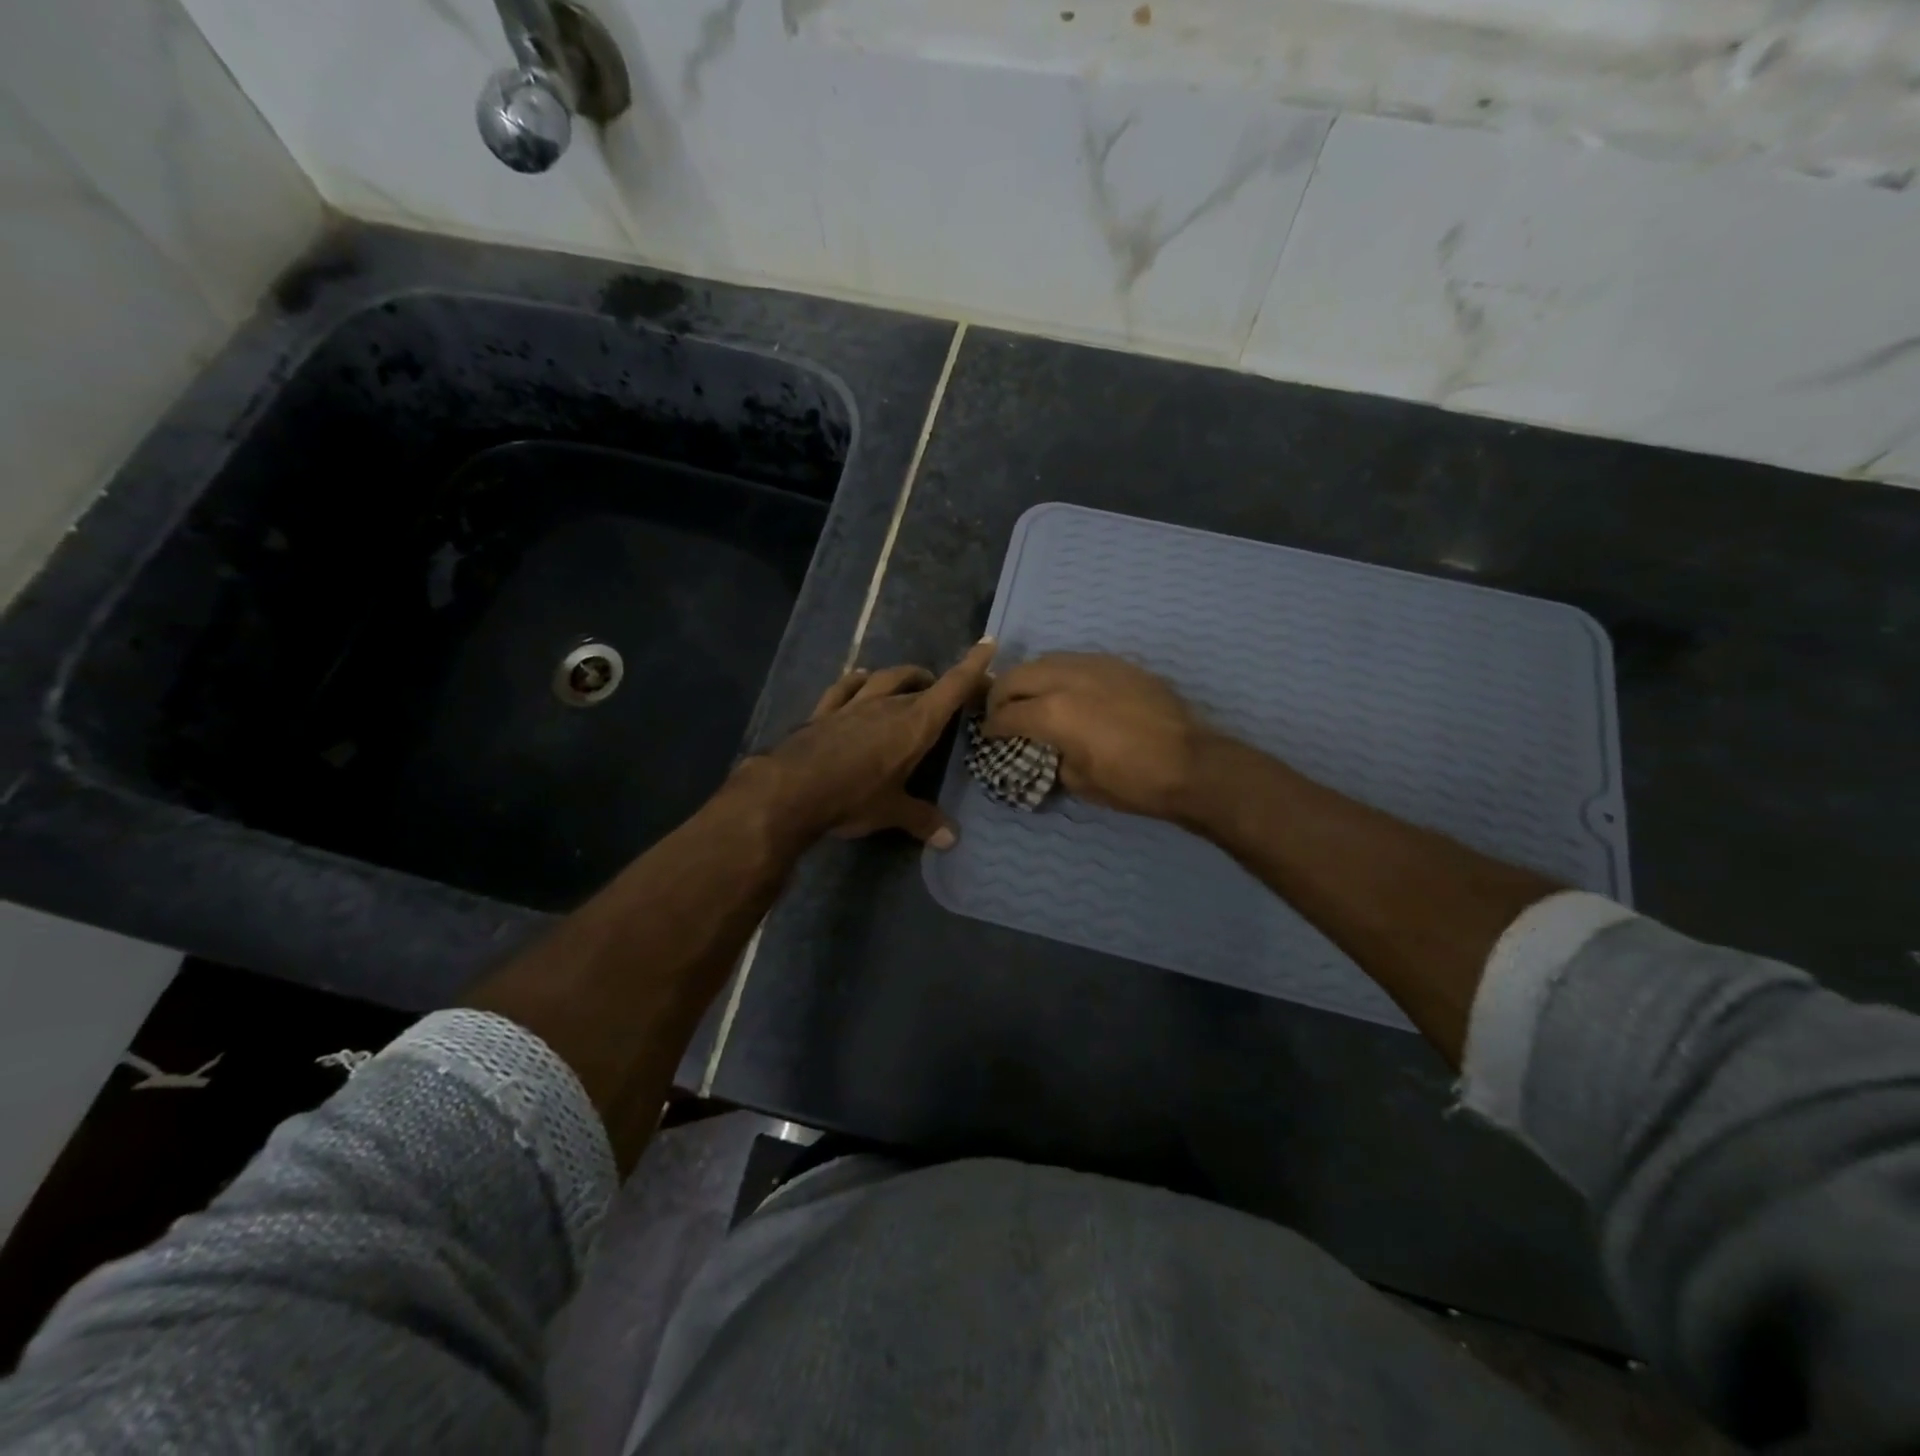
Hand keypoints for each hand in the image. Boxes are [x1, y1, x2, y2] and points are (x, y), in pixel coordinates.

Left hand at [739, 640, 996, 847]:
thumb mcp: (892, 812)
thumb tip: (951, 840)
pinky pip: (845, 687)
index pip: (951, 688)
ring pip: (884, 679)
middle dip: (939, 684)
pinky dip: (857, 681)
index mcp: (914, 725)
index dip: (971, 666)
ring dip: (903, 676)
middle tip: (949, 693)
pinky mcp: (824, 712)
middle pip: (921, 685)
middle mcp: (887, 706)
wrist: (791, 790)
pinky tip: (861, 678)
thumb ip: (923, 820)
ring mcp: (853, 705)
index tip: (987, 644)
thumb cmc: (853, 798)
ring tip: (913, 681)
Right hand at [981, 653, 1214, 818]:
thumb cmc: (1132, 782)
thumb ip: (1054, 757)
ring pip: (1046, 660)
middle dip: (1000, 695)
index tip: (989, 735)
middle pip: (1017, 676)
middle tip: (1001, 713)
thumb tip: (1050, 748)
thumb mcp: (1079, 782)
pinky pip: (1076, 661)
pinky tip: (1068, 690)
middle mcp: (1067, 679)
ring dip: (1030, 678)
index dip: (991, 727)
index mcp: (1052, 713)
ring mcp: (1095, 665)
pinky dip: (1060, 673)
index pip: (1006, 714)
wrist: (1191, 764)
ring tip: (1031, 697)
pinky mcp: (1118, 664)